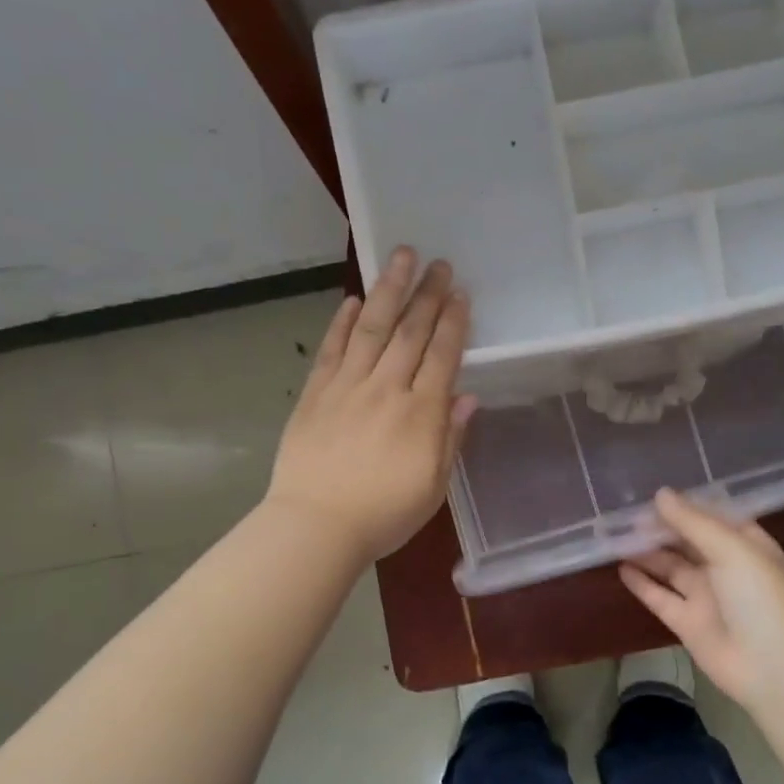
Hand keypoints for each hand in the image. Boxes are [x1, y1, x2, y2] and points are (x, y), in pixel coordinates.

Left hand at [267, 248, 476, 563]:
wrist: (316, 526)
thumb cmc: (383, 514)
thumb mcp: (432, 486)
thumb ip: (450, 438)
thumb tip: (468, 397)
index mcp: (420, 414)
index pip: (442, 356)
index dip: (453, 323)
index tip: (461, 294)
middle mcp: (386, 389)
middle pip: (410, 333)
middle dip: (427, 295)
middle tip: (439, 263)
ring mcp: (347, 387)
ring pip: (372, 329)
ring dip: (388, 291)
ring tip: (400, 257)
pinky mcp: (315, 393)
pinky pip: (332, 349)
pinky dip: (343, 322)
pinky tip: (353, 300)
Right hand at [619, 488, 783, 708]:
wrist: (773, 668)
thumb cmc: (760, 598)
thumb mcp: (731, 550)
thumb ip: (693, 522)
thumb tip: (660, 494)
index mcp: (746, 545)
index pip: (711, 517)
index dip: (684, 505)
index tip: (651, 493)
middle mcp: (724, 567)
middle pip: (687, 540)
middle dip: (660, 527)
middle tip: (625, 514)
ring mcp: (705, 595)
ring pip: (670, 566)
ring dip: (646, 552)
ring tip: (616, 535)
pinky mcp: (686, 622)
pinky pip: (659, 596)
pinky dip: (641, 583)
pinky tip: (621, 567)